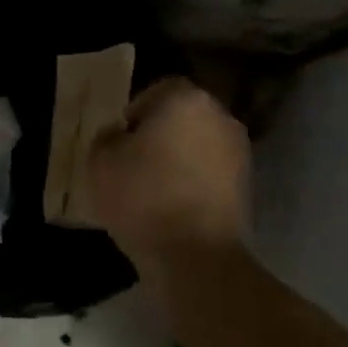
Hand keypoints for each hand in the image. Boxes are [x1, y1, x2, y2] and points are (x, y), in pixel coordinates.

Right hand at [86, 77, 248, 265]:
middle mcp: (220, 117)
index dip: (135, 113)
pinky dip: (194, 182)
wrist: (195, 255)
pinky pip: (210, 173)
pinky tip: (173, 206)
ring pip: (198, 146)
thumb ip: (107, 137)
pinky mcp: (247, 187)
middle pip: (182, 117)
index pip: (158, 91)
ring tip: (153, 189)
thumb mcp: (100, 161)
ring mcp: (239, 153)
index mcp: (185, 100)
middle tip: (133, 163)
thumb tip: (120, 135)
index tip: (120, 142)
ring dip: (179, 159)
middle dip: (160, 135)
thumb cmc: (142, 196)